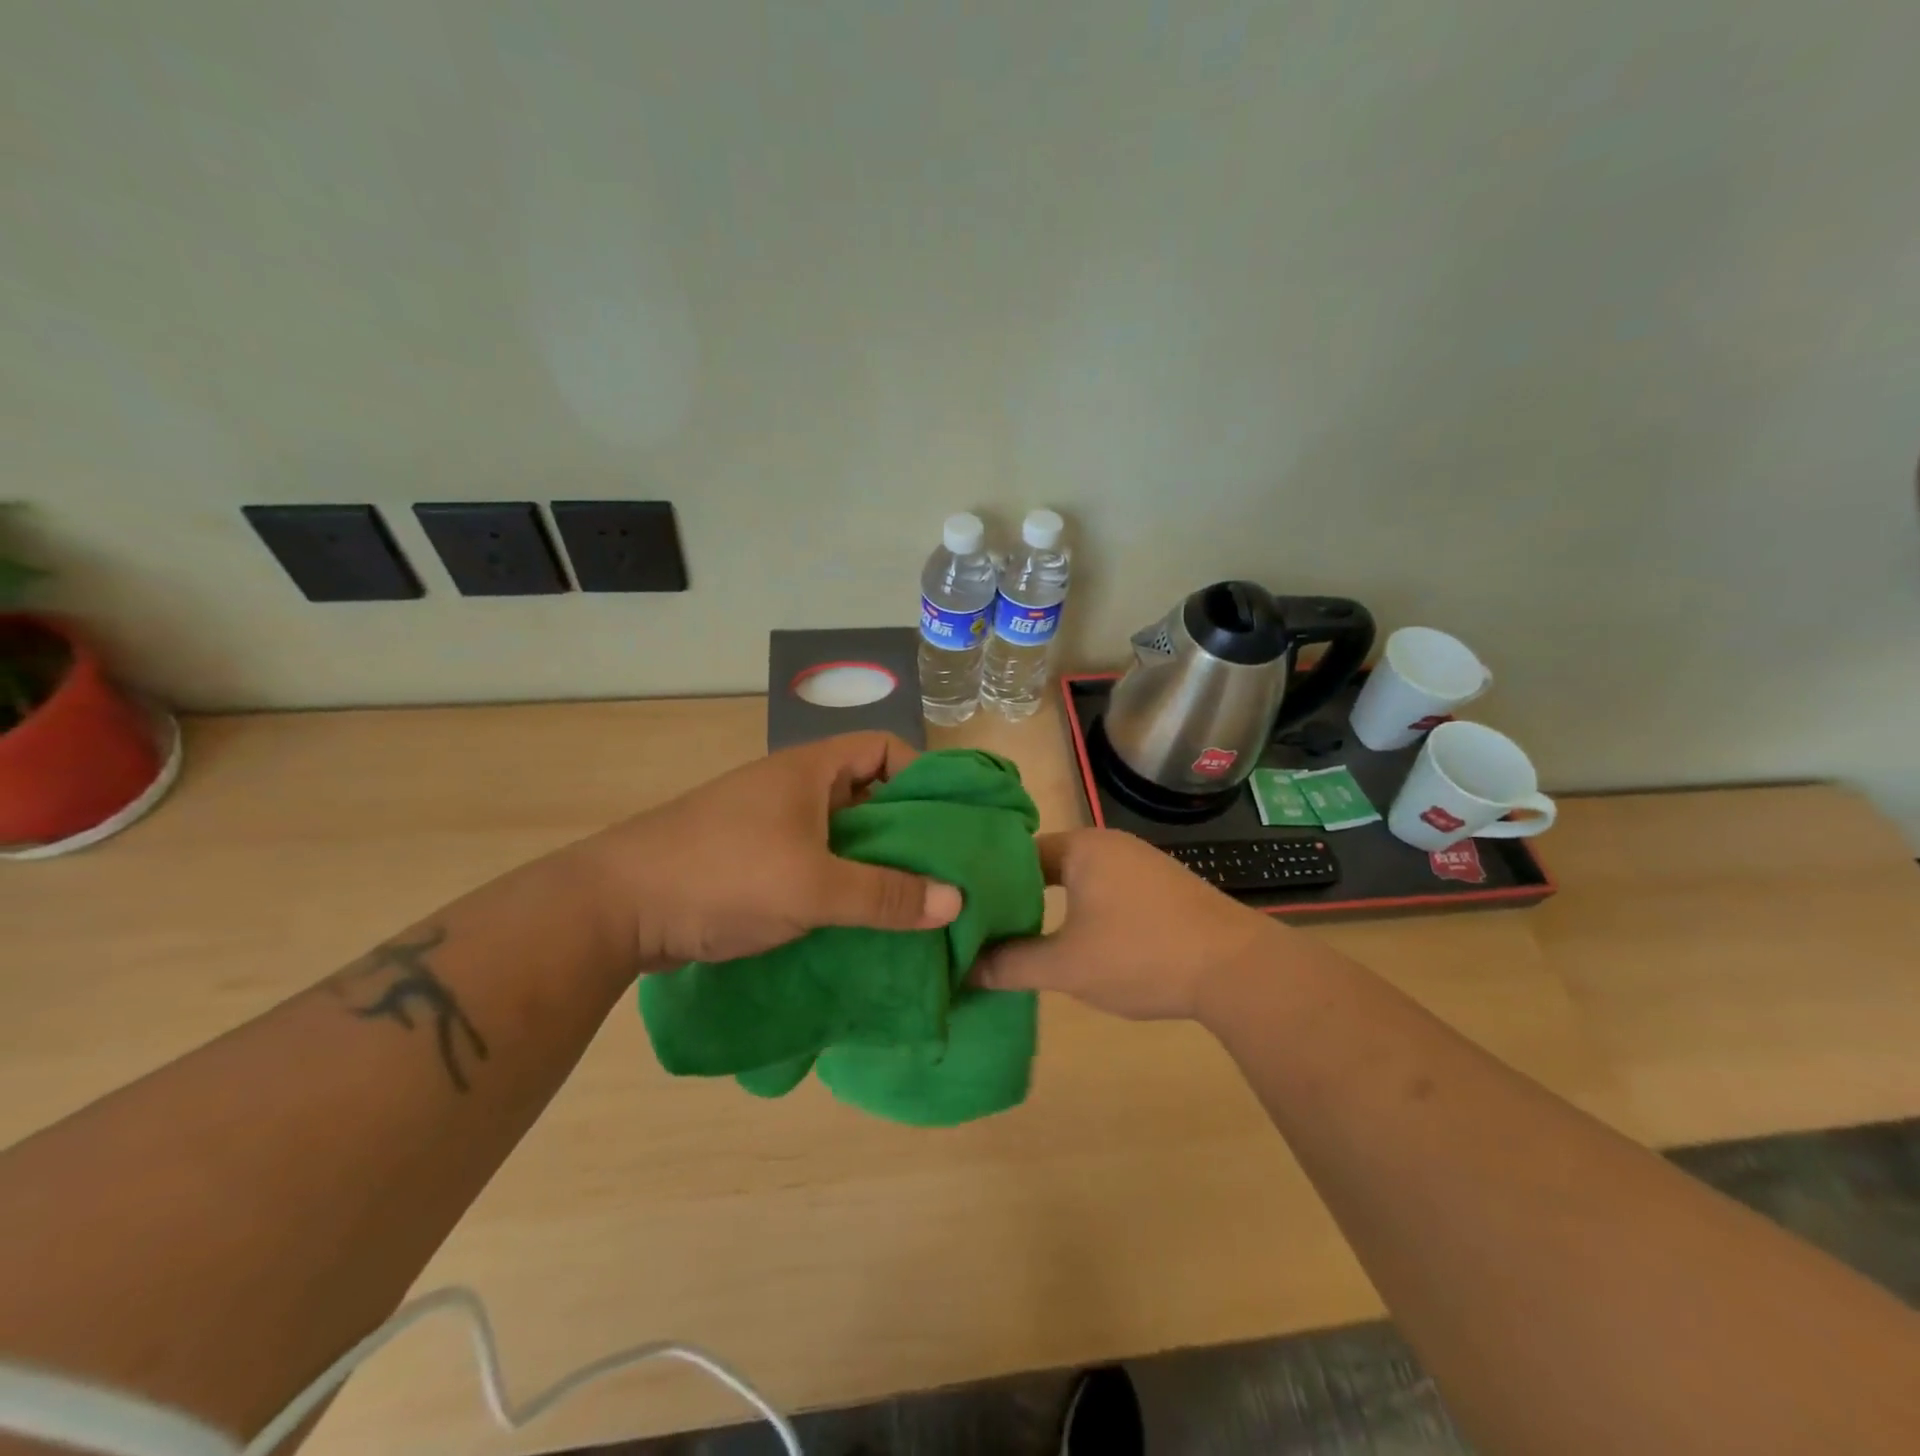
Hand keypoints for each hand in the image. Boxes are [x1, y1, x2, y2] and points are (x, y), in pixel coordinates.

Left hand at [579, 733, 962, 974]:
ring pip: (841, 836)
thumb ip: (886, 895)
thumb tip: (956, 901)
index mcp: (810, 770)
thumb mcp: (813, 886)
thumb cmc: (723, 875)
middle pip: (868, 795)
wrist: (614, 908)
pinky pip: (814, 864)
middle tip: (943, 872)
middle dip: (905, 831)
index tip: (947, 821)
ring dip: (873, 865)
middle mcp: (793, 788)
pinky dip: (840, 886)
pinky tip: (860, 922)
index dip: (922, 775)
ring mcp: (769, 825)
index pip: (884, 748)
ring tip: (910, 904)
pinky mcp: (751, 861)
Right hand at [971, 828, 1283, 1019]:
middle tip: (986, 928)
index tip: (966, 910)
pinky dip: (1086, 911)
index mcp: (1082, 847)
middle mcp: (1110, 844)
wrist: (1237, 970)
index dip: (989, 882)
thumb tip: (965, 969)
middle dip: (1019, 897)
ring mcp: (1140, 863)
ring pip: (1079, 880)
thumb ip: (1011, 964)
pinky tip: (1079, 940)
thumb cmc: (1141, 955)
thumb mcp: (1067, 966)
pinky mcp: (1162, 887)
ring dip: (1054, 906)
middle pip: (1047, 866)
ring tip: (1024, 939)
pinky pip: (1108, 891)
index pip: (1017, 854)